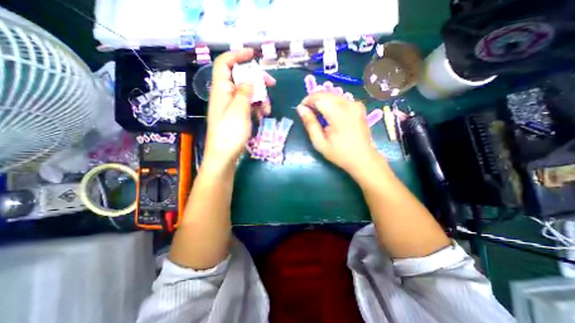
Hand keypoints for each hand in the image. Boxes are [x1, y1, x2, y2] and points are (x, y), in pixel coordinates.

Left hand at [205, 49, 276, 166]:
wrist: (224, 155)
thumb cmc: (229, 133)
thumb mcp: (239, 110)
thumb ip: (245, 91)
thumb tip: (251, 78)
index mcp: (221, 90)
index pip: (225, 64)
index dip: (237, 55)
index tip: (253, 54)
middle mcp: (225, 95)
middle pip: (241, 79)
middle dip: (257, 81)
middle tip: (272, 85)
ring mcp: (231, 106)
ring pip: (248, 93)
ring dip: (260, 98)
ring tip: (267, 110)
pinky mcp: (237, 116)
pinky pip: (248, 106)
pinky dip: (256, 108)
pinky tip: (262, 115)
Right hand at [296, 93, 380, 174]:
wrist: (363, 159)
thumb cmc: (339, 153)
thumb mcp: (320, 142)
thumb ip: (310, 123)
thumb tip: (300, 108)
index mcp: (338, 113)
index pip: (318, 98)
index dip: (307, 101)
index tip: (301, 109)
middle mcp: (348, 104)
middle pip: (326, 94)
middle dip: (314, 100)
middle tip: (308, 112)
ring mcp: (355, 104)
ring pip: (333, 95)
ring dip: (322, 101)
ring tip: (317, 114)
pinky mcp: (359, 107)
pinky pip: (341, 99)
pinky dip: (331, 103)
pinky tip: (328, 114)